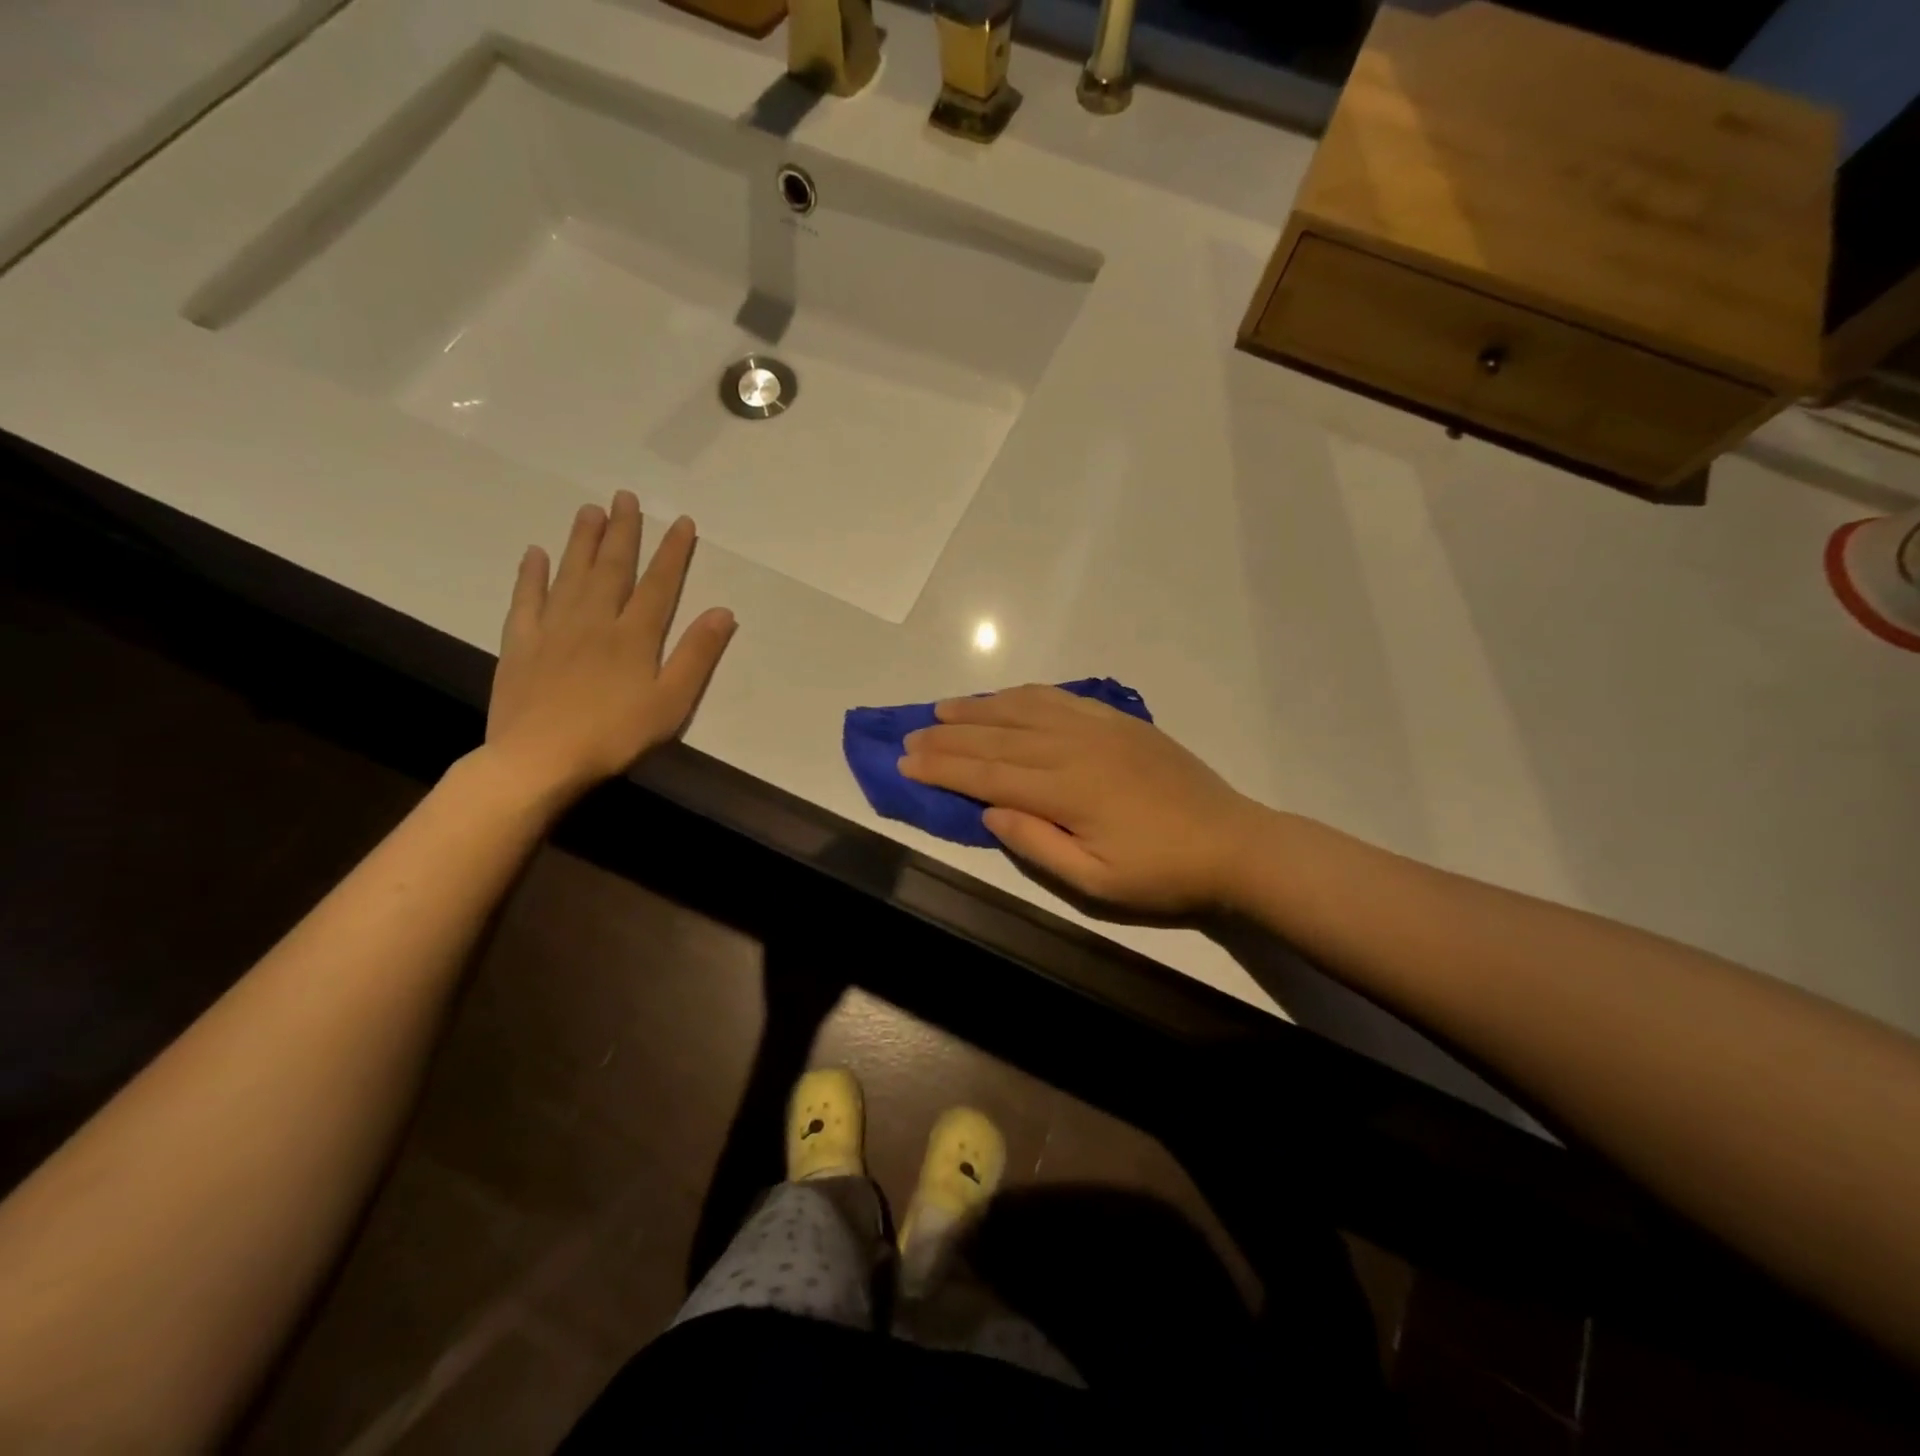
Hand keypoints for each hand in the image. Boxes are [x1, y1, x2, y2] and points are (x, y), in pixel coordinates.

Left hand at [485, 492, 735, 803]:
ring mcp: (553, 629)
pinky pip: (526, 599)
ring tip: (589, 510)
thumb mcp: (671, 702)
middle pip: (612, 568)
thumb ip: (696, 655)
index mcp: (634, 636)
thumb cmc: (615, 735)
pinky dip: (531, 574)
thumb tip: (723, 612)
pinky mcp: (521, 644)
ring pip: (571, 574)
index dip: (673, 552)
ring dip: (581, 540)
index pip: (659, 584)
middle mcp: (594, 620)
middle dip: (623, 531)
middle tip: (625, 496)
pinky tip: (535, 554)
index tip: (682, 522)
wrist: (539, 759)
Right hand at [899, 684, 1261, 913]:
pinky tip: (1005, 697)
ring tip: (943, 708)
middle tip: (910, 734)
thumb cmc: (1161, 872)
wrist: (1232, 842)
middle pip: (997, 736)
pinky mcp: (1118, 720)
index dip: (943, 767)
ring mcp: (1098, 727)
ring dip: (979, 707)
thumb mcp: (1095, 881)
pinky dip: (1024, 695)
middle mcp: (1074, 747)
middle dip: (948, 736)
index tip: (906, 759)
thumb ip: (1037, 844)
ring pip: (1024, 708)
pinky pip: (1060, 698)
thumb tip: (989, 811)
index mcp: (1066, 790)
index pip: (987, 773)